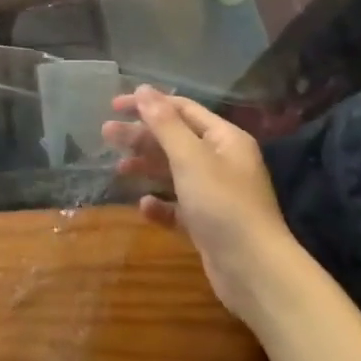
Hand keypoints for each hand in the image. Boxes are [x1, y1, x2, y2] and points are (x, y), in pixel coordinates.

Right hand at [102, 85, 293, 317]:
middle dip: (141, 136)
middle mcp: (222, 162)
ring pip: (173, 172)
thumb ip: (164, 123)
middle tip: (106, 134)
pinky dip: (160, 204)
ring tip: (118, 169)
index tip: (114, 106)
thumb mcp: (190, 158)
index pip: (182, 110)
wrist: (254, 271)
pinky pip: (177, 207)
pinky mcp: (207, 224)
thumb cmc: (223, 204)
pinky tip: (144, 206)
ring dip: (146, 167)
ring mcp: (215, 195)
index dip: (148, 104)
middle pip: (175, 140)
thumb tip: (143, 90)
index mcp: (224, 139)